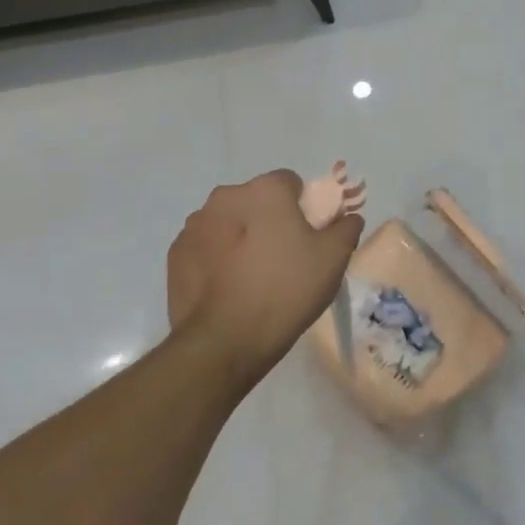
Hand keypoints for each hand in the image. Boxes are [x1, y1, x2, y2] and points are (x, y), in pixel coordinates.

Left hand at [166, 170, 364, 388]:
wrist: (224, 341)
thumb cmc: (285, 289)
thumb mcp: (333, 259)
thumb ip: (345, 228)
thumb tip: (348, 217)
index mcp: (264, 190)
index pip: (290, 182)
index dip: (303, 206)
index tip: (309, 236)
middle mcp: (225, 197)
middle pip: (256, 201)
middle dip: (269, 220)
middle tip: (283, 258)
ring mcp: (195, 225)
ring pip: (229, 222)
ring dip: (240, 237)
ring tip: (252, 278)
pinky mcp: (176, 254)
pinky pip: (206, 246)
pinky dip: (217, 258)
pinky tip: (228, 288)